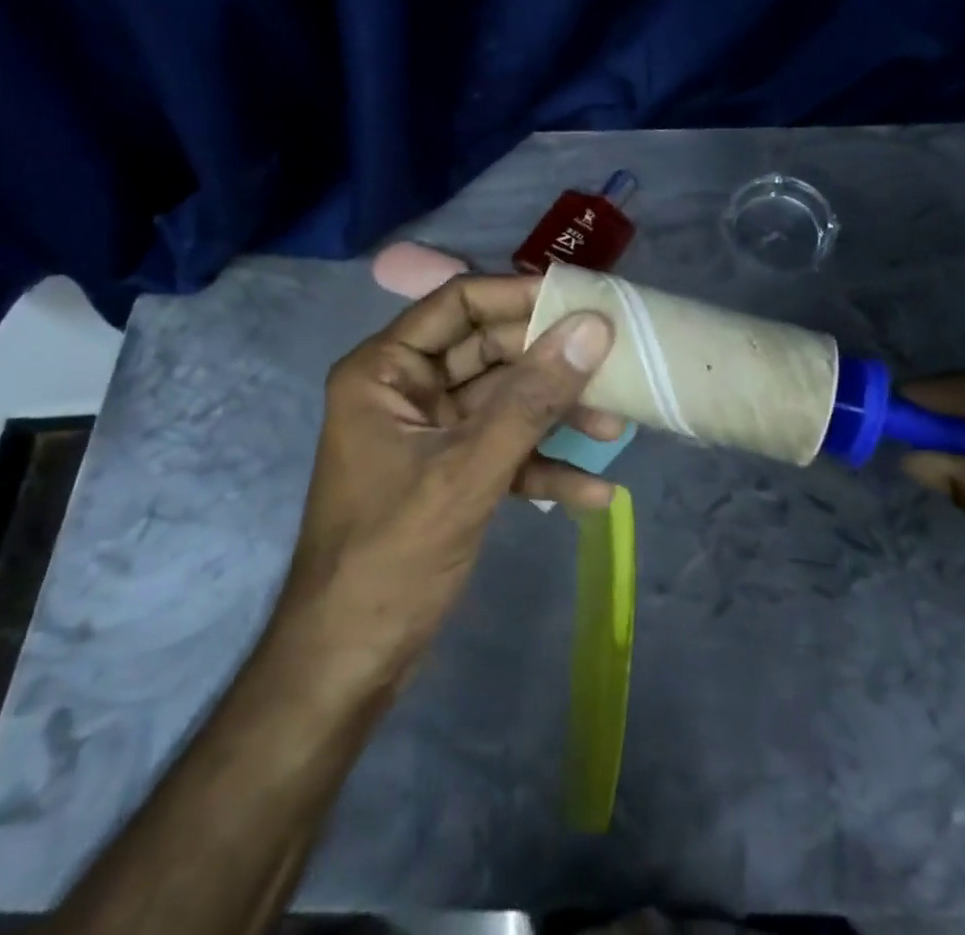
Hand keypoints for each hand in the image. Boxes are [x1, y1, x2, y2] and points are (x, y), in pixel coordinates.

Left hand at [274, 274, 617, 688]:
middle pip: (489, 351)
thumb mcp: (467, 472)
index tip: (583, 301)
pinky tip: (593, 491)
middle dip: (549, 364)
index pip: (459, 304)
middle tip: (614, 364)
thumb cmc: (391, 558)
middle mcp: (406, 389)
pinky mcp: (450, 472)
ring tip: (616, 427)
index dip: (520, 296)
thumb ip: (532, 400)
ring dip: (555, 414)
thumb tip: (592, 328)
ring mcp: (430, 433)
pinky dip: (543, 464)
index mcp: (385, 370)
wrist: (348, 667)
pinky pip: (504, 450)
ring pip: (503, 401)